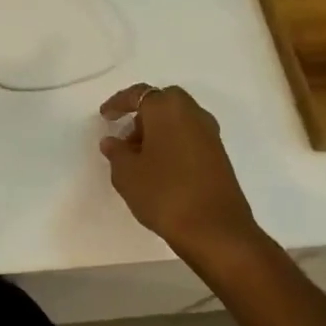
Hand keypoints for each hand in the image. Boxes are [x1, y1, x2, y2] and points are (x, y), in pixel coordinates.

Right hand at [98, 84, 267, 270]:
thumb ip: (116, 152)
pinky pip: (189, 137)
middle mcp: (193, 114)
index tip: (105, 116)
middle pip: (164, 102)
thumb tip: (112, 141)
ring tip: (139, 157)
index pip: (139, 94)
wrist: (215, 230)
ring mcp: (210, 135)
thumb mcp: (126, 173)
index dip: (119, 103)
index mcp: (167, 109)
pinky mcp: (219, 156)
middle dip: (143, 114)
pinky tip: (160, 169)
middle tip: (126, 135)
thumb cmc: (163, 192)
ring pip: (179, 120)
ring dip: (158, 131)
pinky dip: (173, 144)